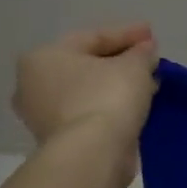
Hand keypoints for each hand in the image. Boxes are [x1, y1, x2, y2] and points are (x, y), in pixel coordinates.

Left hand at [13, 23, 159, 150]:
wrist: (92, 154)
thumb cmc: (107, 96)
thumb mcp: (134, 65)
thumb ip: (141, 53)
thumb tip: (145, 51)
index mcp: (44, 57)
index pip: (92, 37)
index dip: (127, 34)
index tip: (152, 34)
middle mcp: (33, 84)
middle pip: (87, 64)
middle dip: (120, 60)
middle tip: (149, 58)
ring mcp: (43, 115)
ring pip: (88, 90)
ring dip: (117, 84)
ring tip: (148, 82)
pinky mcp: (58, 139)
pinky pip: (90, 111)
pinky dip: (111, 105)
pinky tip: (136, 103)